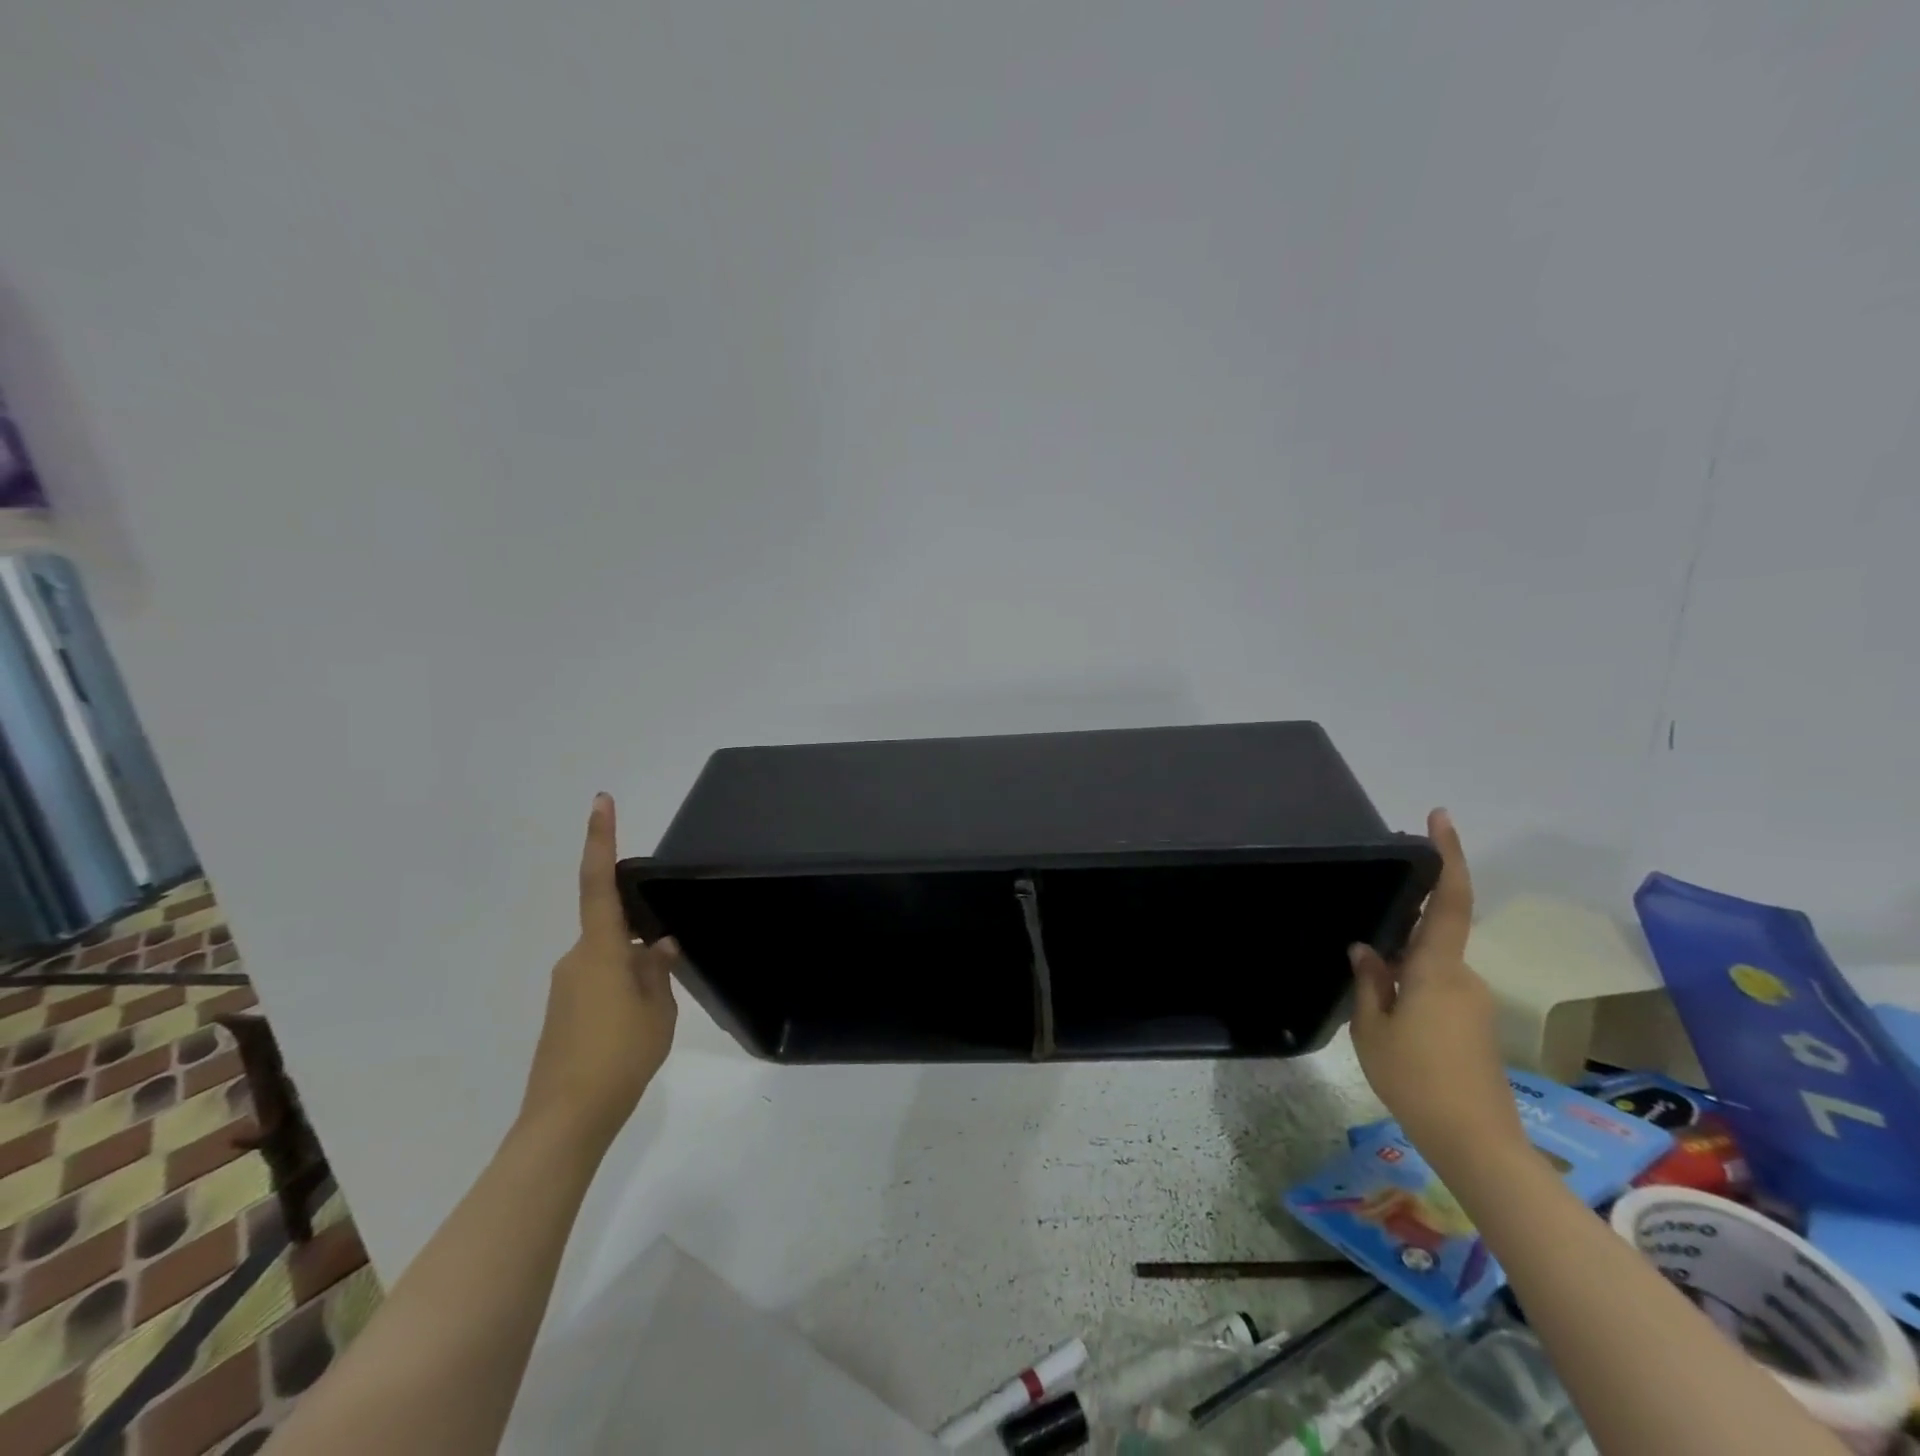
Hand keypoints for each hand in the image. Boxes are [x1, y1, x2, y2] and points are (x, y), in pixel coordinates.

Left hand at [521, 793, 677, 1149]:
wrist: (565, 1120)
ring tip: (655, 1016)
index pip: (598, 882)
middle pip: (611, 931)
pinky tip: (636, 1028)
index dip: (600, 839)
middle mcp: (575, 959)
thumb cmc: (619, 1056)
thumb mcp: (658, 1011)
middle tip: (665, 980)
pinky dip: (621, 994)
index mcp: (599, 950)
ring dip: (633, 976)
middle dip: (641, 942)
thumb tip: (659, 945)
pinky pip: (597, 985)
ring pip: (608, 961)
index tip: (601, 801)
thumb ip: (658, 971)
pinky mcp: (562, 1013)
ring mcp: (565, 987)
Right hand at [1348, 809, 1521, 1172]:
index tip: (1440, 818)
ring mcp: (1471, 1001)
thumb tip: (1366, 949)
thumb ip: (1370, 982)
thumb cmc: (1416, 1078)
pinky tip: (1387, 1016)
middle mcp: (1462, 976)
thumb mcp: (1373, 1028)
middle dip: (1401, 928)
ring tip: (1368, 995)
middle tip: (1367, 936)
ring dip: (1400, 968)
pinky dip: (1410, 988)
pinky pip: (1436, 987)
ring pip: (1429, 966)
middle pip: (1432, 935)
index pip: (1449, 901)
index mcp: (1437, 969)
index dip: (1449, 856)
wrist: (1476, 1141)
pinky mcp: (1473, 1024)